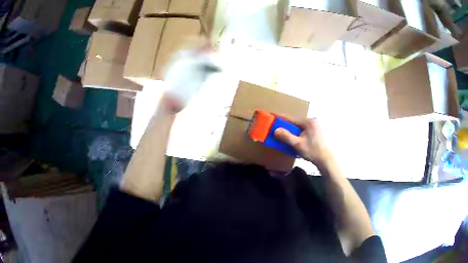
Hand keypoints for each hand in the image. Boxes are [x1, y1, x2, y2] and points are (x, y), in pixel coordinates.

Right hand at [274, 118, 331, 165]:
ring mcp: (315, 126)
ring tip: (282, 133)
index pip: (291, 118)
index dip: (280, 117)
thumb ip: (286, 136)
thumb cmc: (312, 151)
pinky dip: (296, 133)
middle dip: (285, 125)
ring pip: (299, 127)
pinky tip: (292, 138)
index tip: (271, 114)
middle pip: (295, 122)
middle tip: (275, 126)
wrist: (325, 159)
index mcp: (308, 122)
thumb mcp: (297, 144)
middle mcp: (312, 121)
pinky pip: (303, 130)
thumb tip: (276, 130)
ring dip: (291, 130)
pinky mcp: (316, 132)